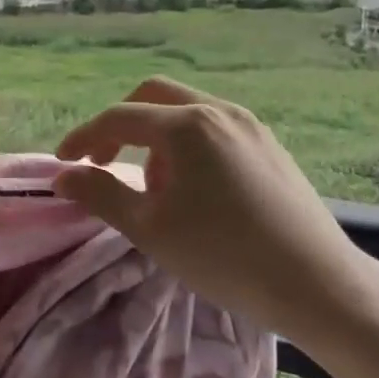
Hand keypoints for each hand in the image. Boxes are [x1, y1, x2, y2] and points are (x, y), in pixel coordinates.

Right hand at [53, 77, 369, 337]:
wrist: (315, 281)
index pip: (120, 117)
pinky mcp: (270, 144)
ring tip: (156, 191)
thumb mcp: (151, 229)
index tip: (64, 164)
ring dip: (157, 137)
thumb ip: (101, 194)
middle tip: (105, 162)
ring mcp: (250, 125)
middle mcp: (219, 110)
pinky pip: (216, 128)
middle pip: (154, 96)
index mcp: (187, 125)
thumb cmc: (224, 255)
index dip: (84, 137)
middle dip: (122, 125)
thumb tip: (63, 177)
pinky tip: (196, 190)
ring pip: (188, 111)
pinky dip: (190, 145)